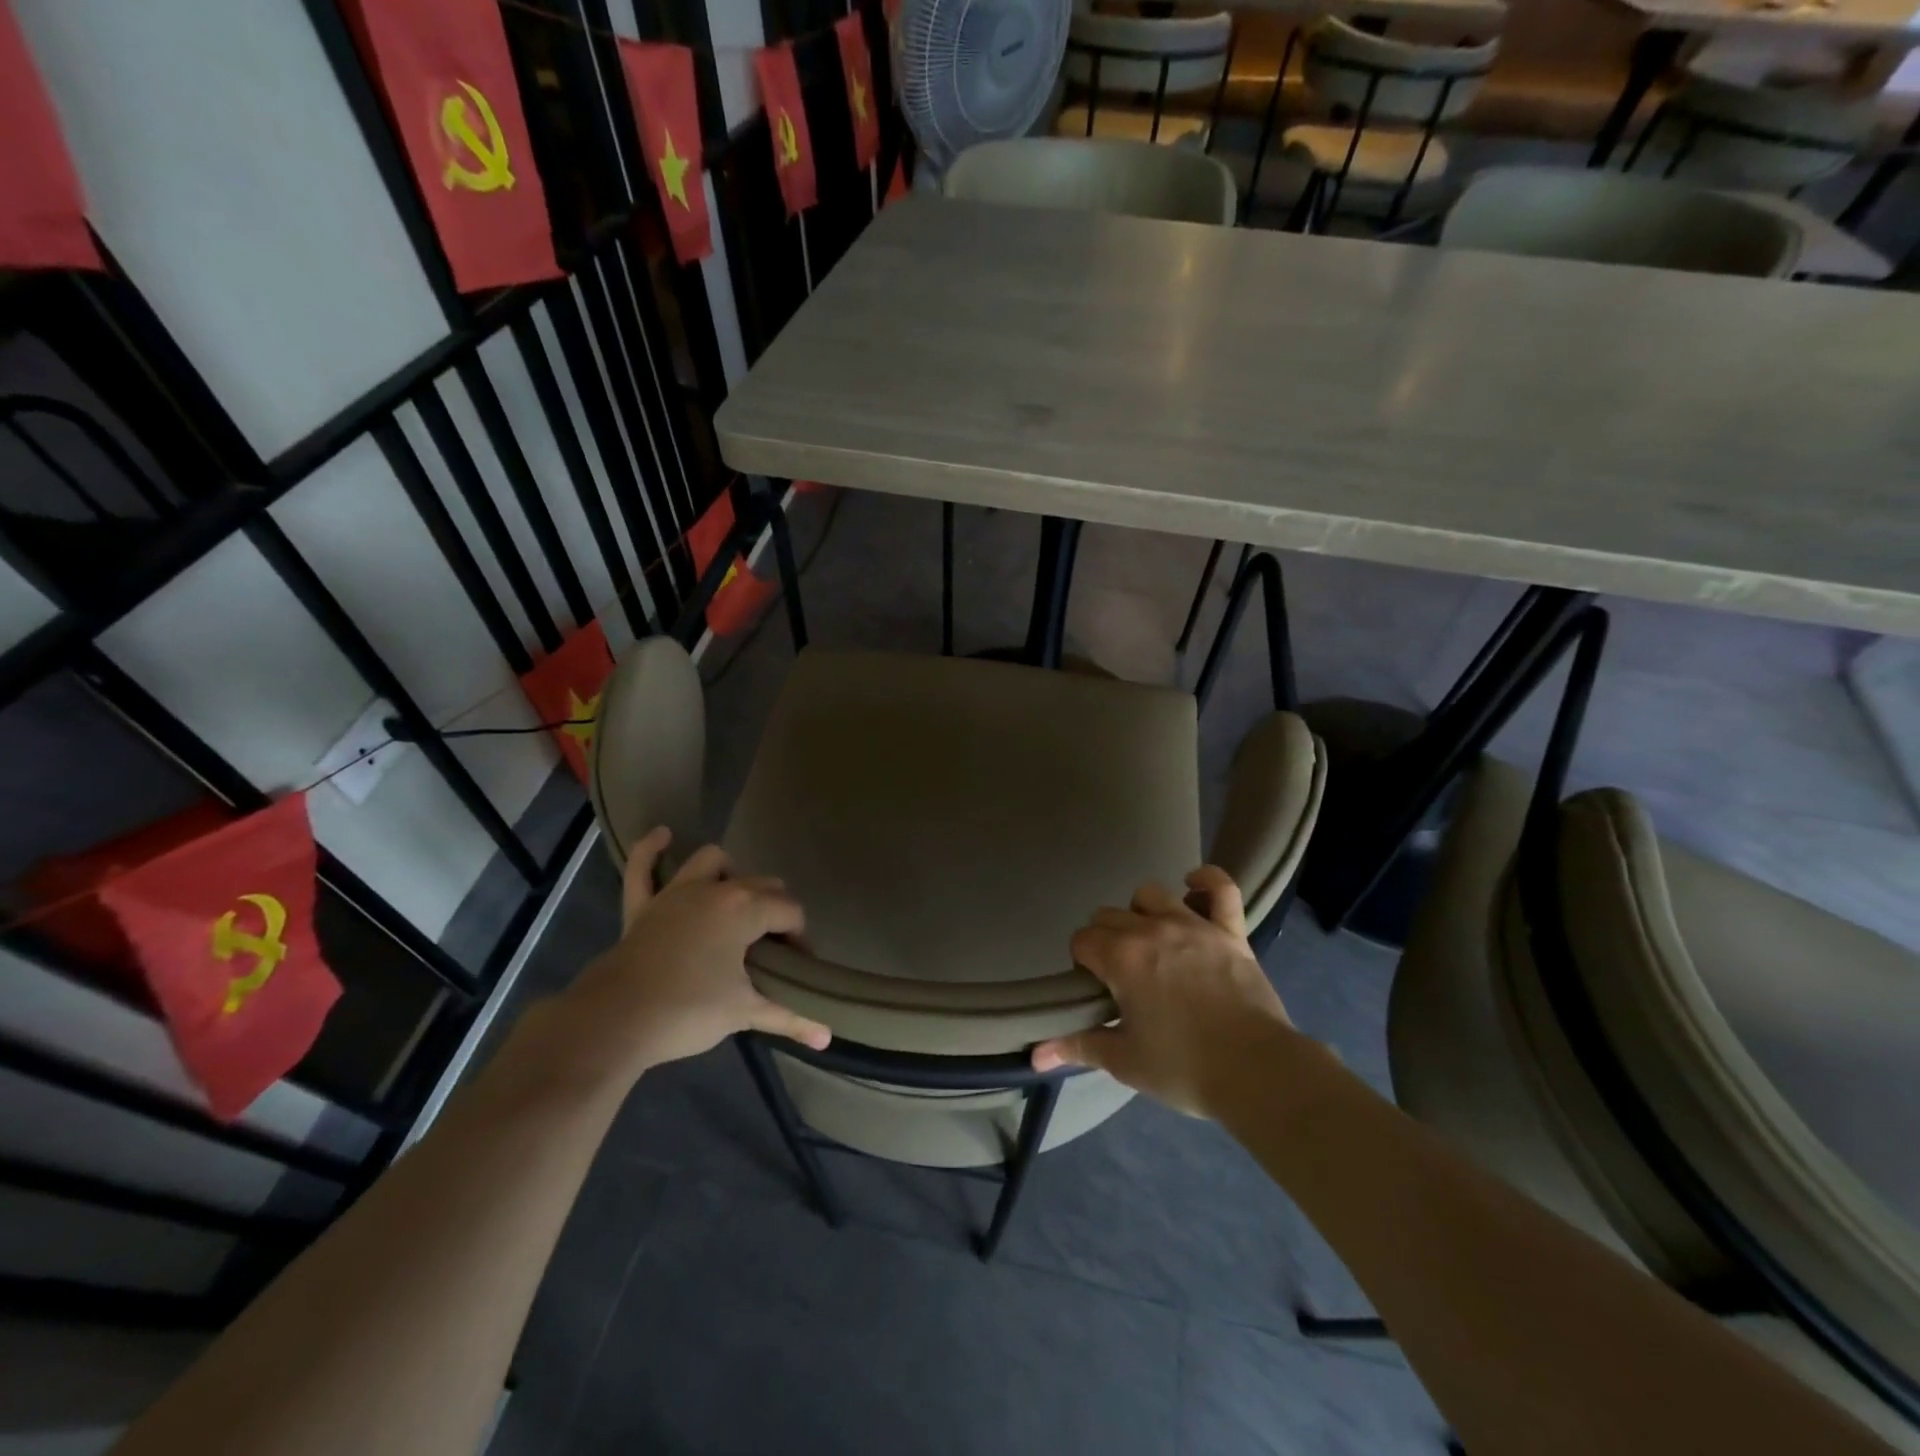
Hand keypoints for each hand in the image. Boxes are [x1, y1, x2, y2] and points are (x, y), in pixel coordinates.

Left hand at [556, 828, 831, 1087]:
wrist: (615, 1022)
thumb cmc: (688, 1011)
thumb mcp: (744, 1012)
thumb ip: (790, 1017)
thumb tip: (828, 1037)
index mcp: (745, 908)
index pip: (790, 912)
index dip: (800, 939)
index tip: (797, 969)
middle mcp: (715, 889)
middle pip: (761, 885)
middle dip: (774, 910)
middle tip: (773, 950)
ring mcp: (675, 892)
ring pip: (712, 862)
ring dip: (729, 874)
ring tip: (736, 901)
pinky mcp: (642, 905)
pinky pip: (643, 868)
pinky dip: (652, 850)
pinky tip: (664, 836)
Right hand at [1030, 866, 1294, 1116]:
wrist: (1257, 1072)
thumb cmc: (1184, 1067)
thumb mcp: (1124, 1061)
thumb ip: (1078, 1046)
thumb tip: (1036, 1055)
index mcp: (1121, 958)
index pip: (1082, 940)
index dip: (1082, 963)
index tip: (1095, 989)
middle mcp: (1151, 930)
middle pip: (1109, 915)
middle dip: (1105, 939)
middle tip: (1120, 976)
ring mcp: (1193, 925)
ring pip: (1150, 894)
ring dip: (1141, 913)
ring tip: (1149, 942)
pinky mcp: (1229, 930)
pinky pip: (1220, 888)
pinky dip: (1205, 881)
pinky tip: (1193, 886)